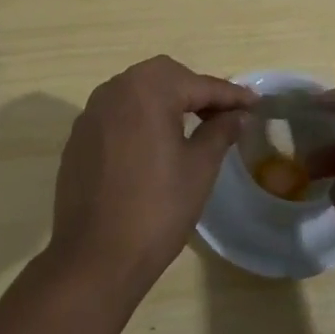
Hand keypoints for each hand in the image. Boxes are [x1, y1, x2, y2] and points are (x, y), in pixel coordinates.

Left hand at [47, 56, 253, 299]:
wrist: (93, 257)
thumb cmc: (156, 210)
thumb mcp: (199, 169)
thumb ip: (220, 132)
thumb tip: (237, 114)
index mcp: (147, 91)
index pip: (198, 84)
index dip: (229, 95)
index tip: (255, 103)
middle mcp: (116, 89)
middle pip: (164, 76)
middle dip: (195, 90)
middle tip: (222, 114)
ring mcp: (92, 112)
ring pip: (137, 90)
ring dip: (166, 100)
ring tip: (192, 125)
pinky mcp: (79, 136)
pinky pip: (118, 112)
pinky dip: (141, 117)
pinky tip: (154, 143)